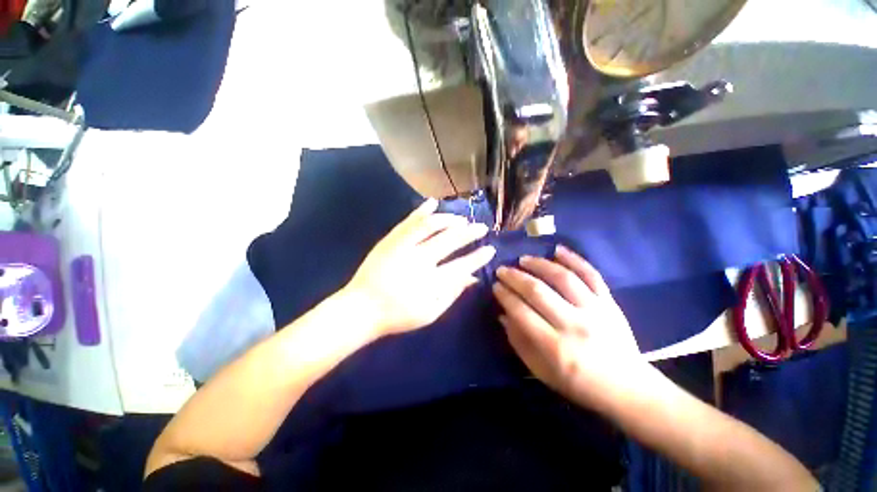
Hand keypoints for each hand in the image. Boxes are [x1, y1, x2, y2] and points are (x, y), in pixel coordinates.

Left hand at [345, 199, 495, 337]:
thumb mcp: (430, 313)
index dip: (478, 257)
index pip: (463, 265)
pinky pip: (409, 221)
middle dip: (470, 233)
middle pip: (450, 240)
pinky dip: (422, 210)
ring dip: (449, 219)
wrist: (361, 308)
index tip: (490, 249)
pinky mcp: (391, 239)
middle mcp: (420, 259)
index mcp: (432, 281)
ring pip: (431, 225)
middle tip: (481, 227)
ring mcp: (404, 246)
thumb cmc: (398, 315)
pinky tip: (433, 202)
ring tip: (461, 219)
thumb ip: (452, 294)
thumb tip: (472, 278)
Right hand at [492, 245, 650, 411]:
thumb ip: (519, 342)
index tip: (495, 286)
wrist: (628, 389)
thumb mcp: (541, 371)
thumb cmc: (579, 384)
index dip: (505, 296)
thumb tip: (503, 315)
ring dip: (539, 264)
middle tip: (502, 270)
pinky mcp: (609, 303)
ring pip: (562, 278)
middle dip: (515, 277)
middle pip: (538, 291)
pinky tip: (557, 249)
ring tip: (524, 259)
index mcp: (555, 347)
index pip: (521, 312)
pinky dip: (574, 259)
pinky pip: (591, 275)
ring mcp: (594, 311)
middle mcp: (574, 325)